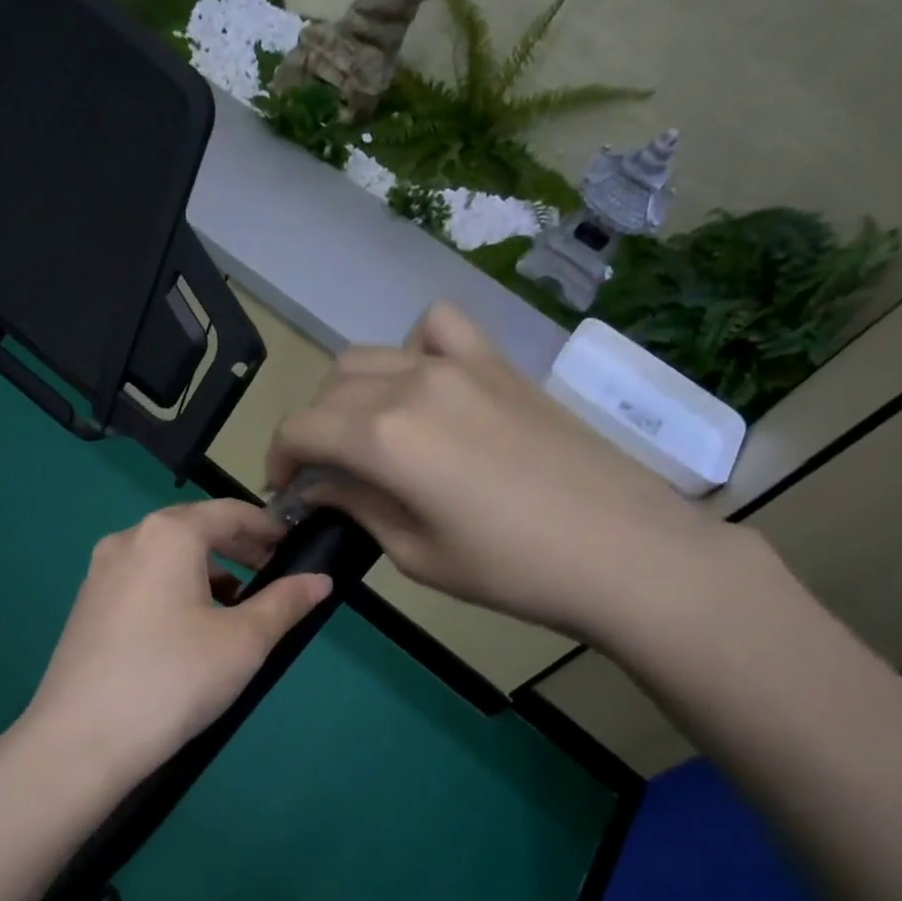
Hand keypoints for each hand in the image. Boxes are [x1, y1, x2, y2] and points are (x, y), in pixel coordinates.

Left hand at [19, 500, 331, 786]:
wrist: (82, 740)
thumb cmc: (175, 679)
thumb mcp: (243, 642)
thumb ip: (285, 603)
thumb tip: (320, 580)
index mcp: (166, 535)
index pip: (228, 512)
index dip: (266, 526)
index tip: (294, 545)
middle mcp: (127, 540)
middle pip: (192, 530)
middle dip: (236, 548)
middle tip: (272, 574)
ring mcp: (99, 574)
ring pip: (164, 558)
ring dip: (205, 571)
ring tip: (236, 606)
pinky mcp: (86, 607)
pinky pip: (141, 582)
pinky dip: (174, 590)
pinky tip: (189, 628)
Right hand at [266, 302, 729, 643]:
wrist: (623, 553)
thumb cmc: (510, 570)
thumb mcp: (414, 554)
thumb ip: (357, 508)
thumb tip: (317, 488)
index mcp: (383, 438)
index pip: (299, 428)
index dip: (278, 459)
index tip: (285, 491)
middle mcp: (412, 385)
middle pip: (330, 390)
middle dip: (311, 432)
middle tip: (325, 477)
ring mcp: (460, 365)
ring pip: (371, 356)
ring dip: (350, 395)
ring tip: (366, 436)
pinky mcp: (498, 363)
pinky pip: (438, 329)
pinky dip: (414, 350)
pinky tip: (425, 387)